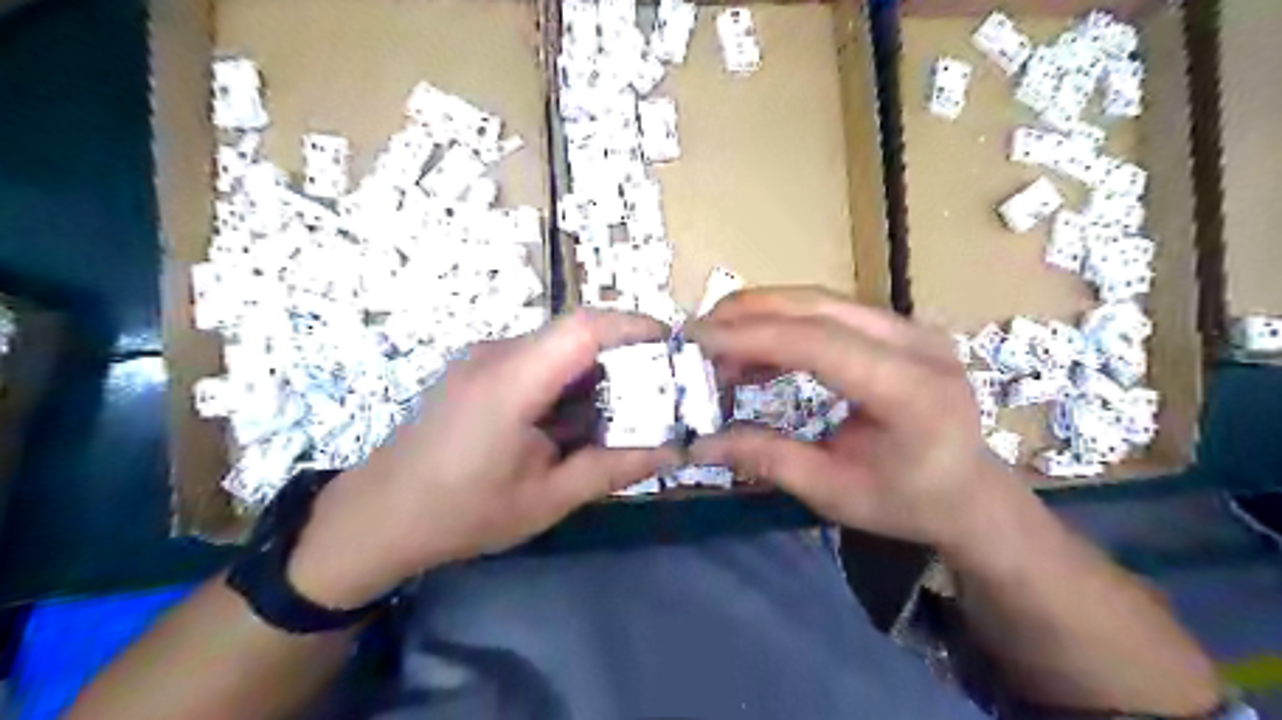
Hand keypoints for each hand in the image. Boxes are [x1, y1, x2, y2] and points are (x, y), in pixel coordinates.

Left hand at [287, 308, 678, 605]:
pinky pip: (538, 362)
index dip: (635, 327)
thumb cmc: (461, 512)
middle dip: (626, 357)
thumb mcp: (547, 498)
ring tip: (626, 413)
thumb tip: (673, 451)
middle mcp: (498, 354)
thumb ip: (613, 468)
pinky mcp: (480, 370)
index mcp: (512, 382)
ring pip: (560, 348)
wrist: (377, 517)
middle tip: (661, 393)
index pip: (584, 328)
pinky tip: (577, 421)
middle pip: (577, 334)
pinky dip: (570, 383)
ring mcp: (485, 358)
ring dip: (598, 374)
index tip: (675, 349)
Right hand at [687, 287, 1029, 550]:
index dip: (752, 336)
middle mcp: (917, 343)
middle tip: (698, 331)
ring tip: (719, 341)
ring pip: (821, 300)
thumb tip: (699, 444)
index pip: (819, 343)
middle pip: (818, 305)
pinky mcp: (900, 327)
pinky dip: (786, 324)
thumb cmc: (907, 502)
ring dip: (763, 314)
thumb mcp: (833, 492)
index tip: (698, 341)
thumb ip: (767, 458)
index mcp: (910, 390)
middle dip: (749, 311)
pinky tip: (758, 349)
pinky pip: (832, 312)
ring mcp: (912, 328)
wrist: (970, 493)